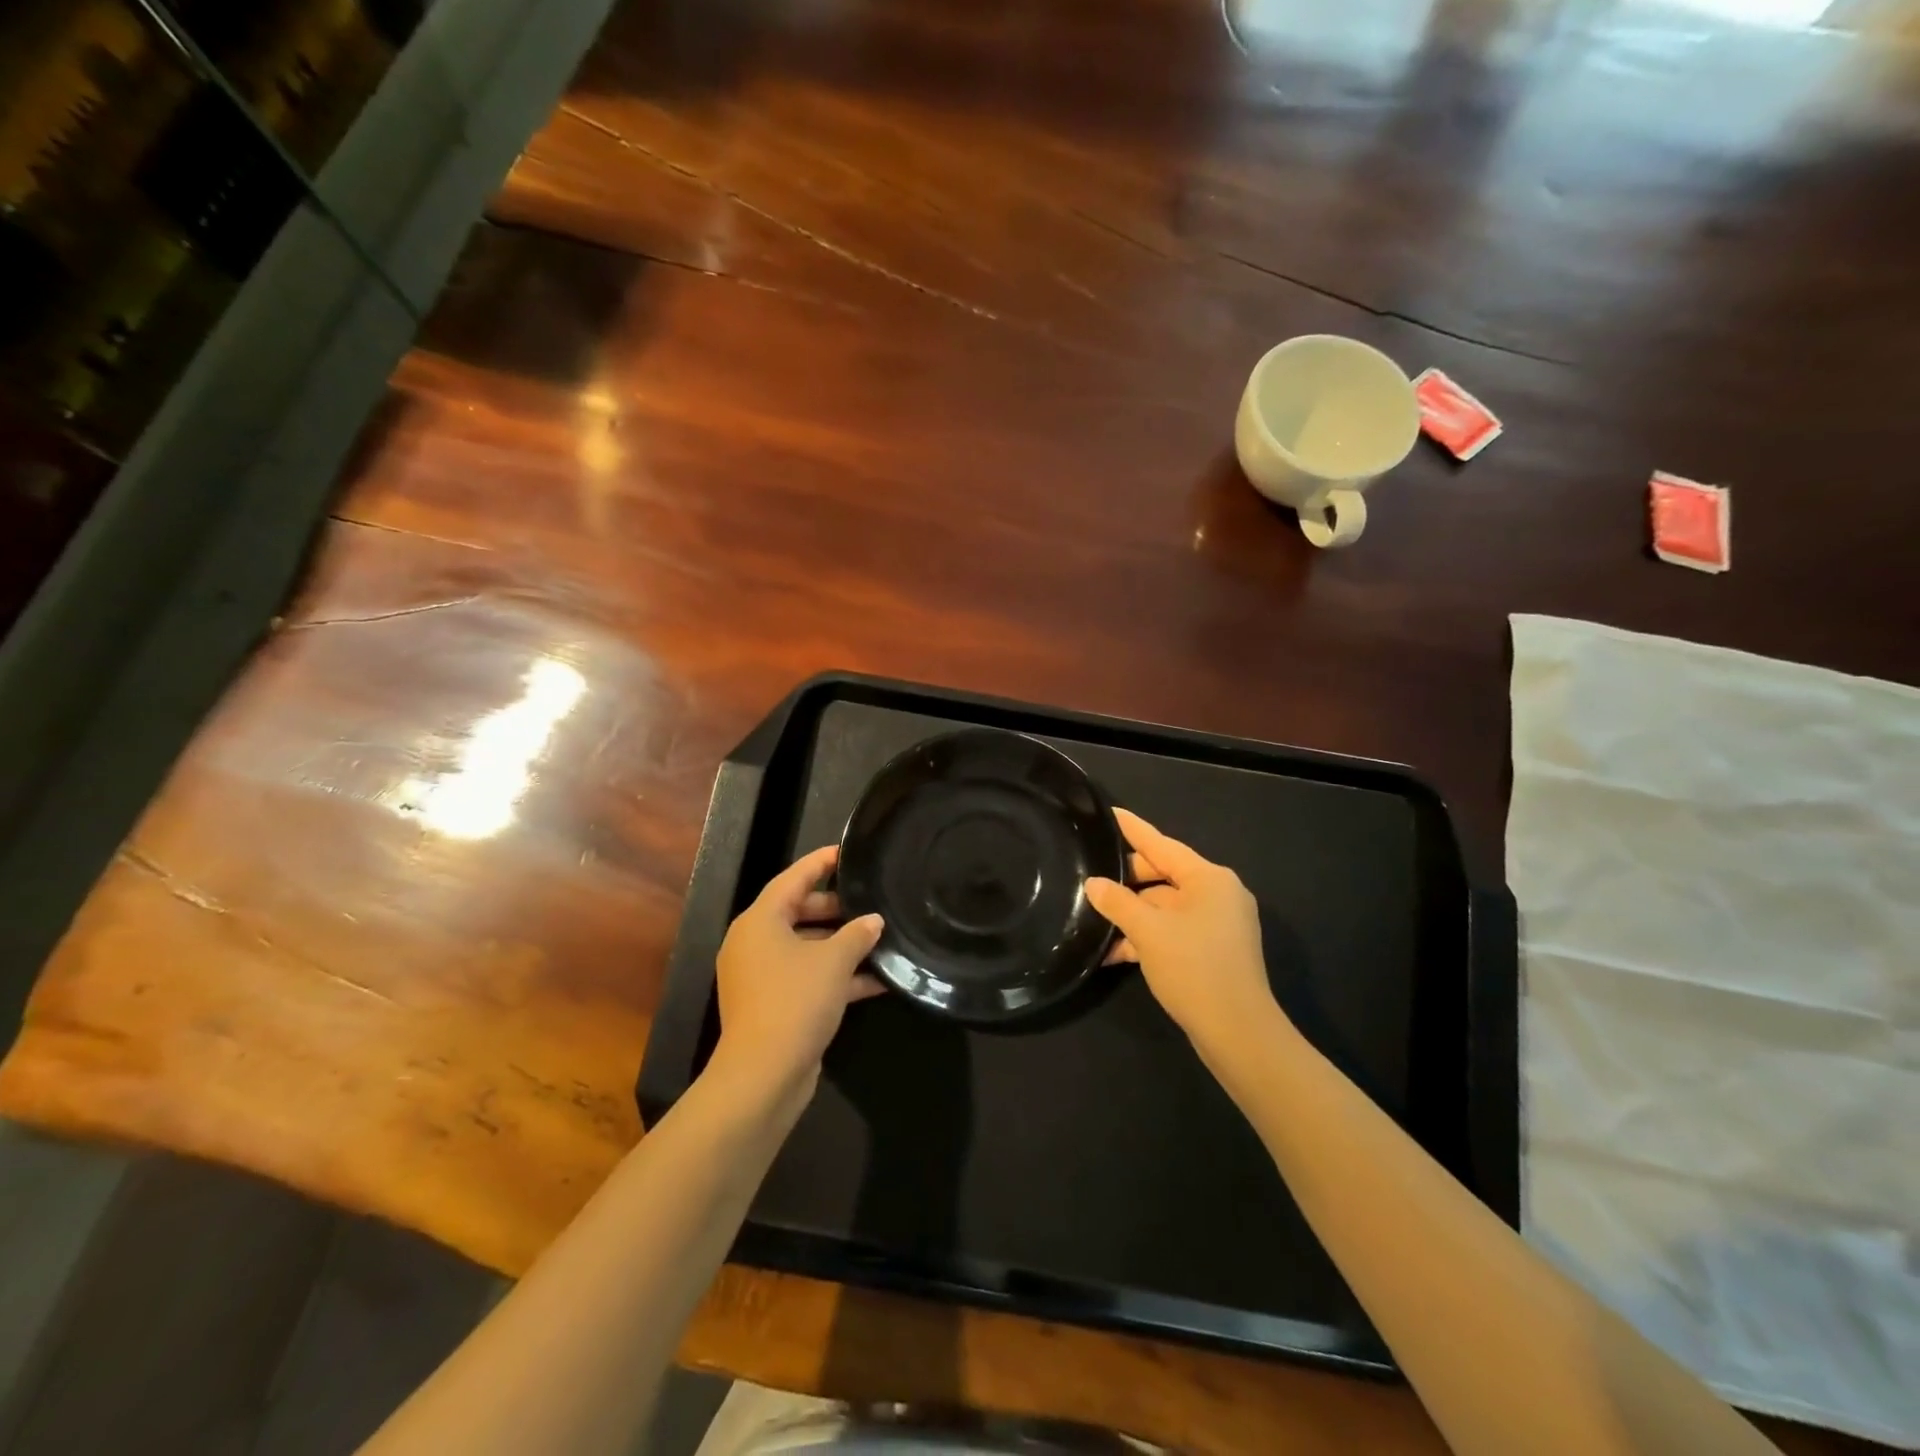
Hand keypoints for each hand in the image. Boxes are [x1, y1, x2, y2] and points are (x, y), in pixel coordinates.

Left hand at [707, 845, 884, 1114]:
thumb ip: (857, 934)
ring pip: (806, 947)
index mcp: (760, 921)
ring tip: (881, 938)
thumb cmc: (795, 1001)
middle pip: (798, 912)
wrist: (764, 1076)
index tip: (847, 851)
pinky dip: (837, 976)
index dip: (821, 863)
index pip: (793, 879)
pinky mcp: (774, 1004)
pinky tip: (878, 980)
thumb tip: (874, 921)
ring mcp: (762, 976)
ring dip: (841, 945)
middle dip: (836, 908)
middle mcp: (755, 943)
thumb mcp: (834, 962)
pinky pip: (808, 977)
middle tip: (869, 900)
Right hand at [1085, 809, 1282, 1067]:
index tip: (1111, 813)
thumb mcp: (1148, 932)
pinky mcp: (1214, 951)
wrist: (1239, 1034)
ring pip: (1166, 907)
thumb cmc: (1194, 969)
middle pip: (1164, 876)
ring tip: (1094, 921)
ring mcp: (1219, 924)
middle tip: (1091, 879)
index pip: (1162, 845)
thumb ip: (1118, 903)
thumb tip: (1094, 884)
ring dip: (1133, 916)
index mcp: (1209, 879)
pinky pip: (1174, 931)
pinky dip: (1149, 937)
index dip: (1133, 829)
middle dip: (1127, 882)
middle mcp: (1218, 894)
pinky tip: (1115, 953)